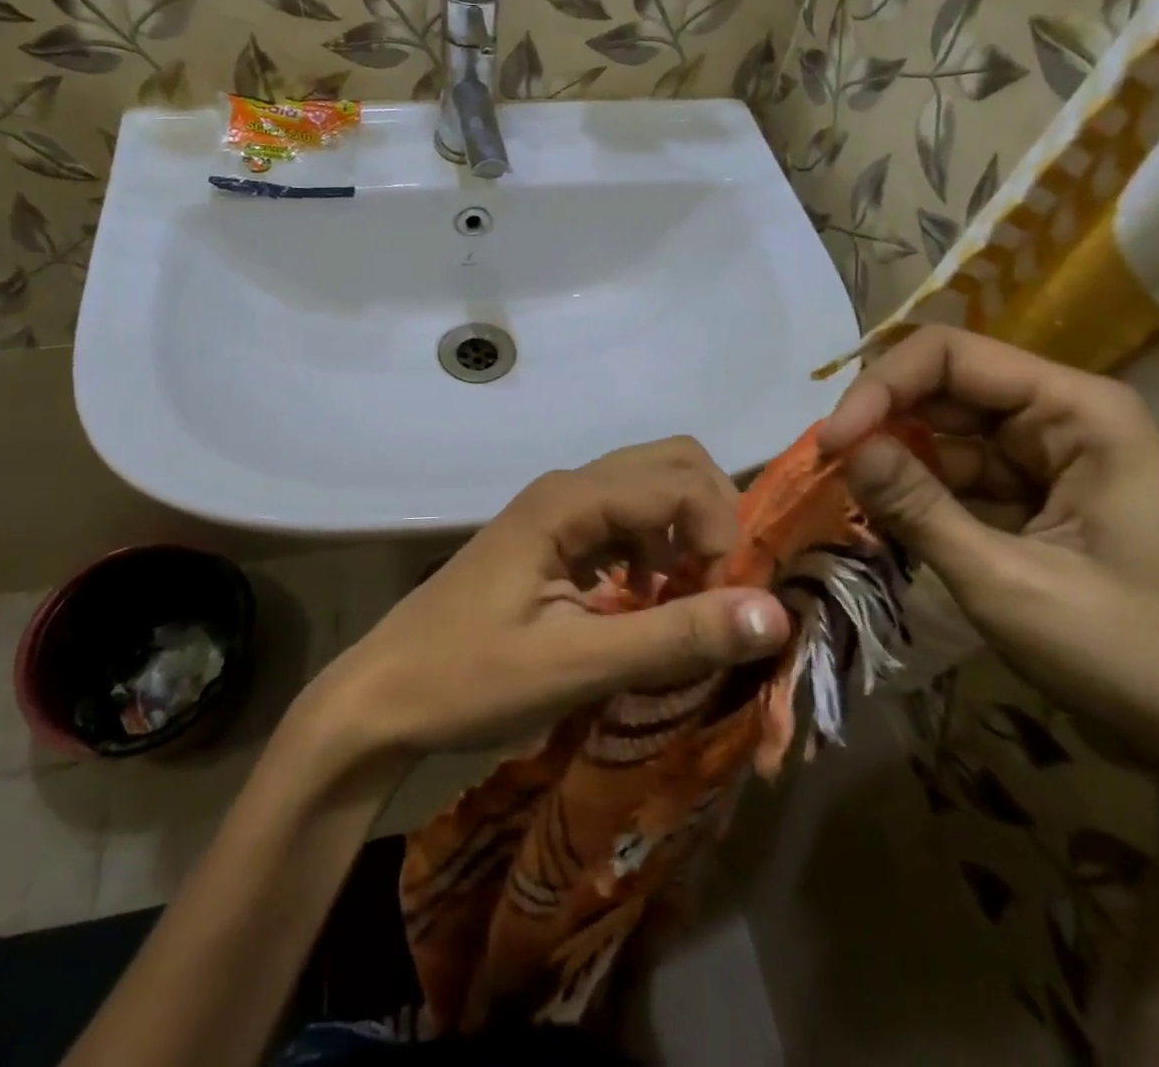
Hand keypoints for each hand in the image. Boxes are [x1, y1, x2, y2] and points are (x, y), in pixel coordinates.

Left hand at [307, 438, 790, 762]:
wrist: (384, 694)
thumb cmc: (471, 679)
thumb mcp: (578, 665)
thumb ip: (674, 635)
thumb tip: (775, 613)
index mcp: (569, 501)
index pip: (679, 480)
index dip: (721, 532)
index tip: (724, 603)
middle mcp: (567, 487)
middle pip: (670, 463)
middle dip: (711, 515)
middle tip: (717, 587)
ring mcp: (556, 510)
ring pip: (649, 487)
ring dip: (684, 532)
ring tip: (683, 601)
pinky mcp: (552, 536)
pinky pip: (624, 519)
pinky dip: (654, 548)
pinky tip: (642, 599)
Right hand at [818, 328, 1158, 830]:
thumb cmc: (1141, 659)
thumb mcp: (1011, 584)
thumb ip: (920, 508)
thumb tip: (844, 447)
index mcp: (1077, 411)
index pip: (950, 356)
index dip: (880, 388)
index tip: (831, 445)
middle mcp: (1063, 419)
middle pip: (945, 389)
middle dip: (880, 423)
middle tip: (822, 473)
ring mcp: (1052, 462)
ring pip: (947, 436)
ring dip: (894, 463)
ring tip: (843, 501)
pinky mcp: (1041, 504)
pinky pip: (961, 479)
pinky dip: (919, 496)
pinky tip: (885, 522)